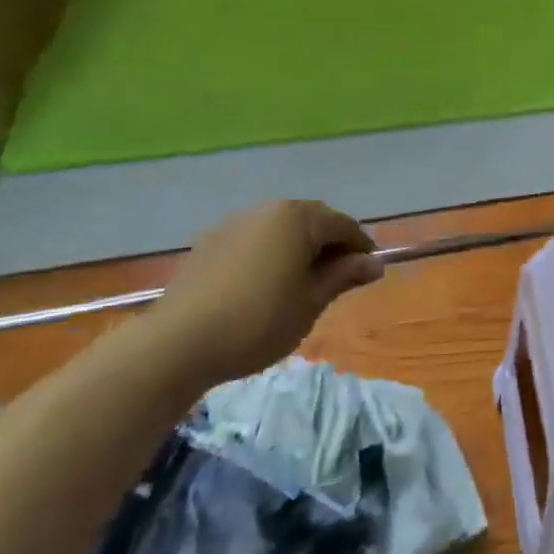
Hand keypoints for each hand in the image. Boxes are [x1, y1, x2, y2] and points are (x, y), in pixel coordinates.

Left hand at [151, 201, 382, 386]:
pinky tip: (266, 286)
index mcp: (298, 218)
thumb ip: (344, 276)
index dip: (361, 248)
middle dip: (330, 245)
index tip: (369, 273)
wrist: (178, 343)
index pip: (343, 225)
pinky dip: (270, 255)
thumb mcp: (312, 302)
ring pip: (280, 230)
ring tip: (302, 283)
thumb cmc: (260, 320)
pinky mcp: (209, 243)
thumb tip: (375, 263)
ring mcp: (234, 224)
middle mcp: (267, 210)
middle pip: (312, 221)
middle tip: (339, 279)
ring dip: (299, 249)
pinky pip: (254, 241)